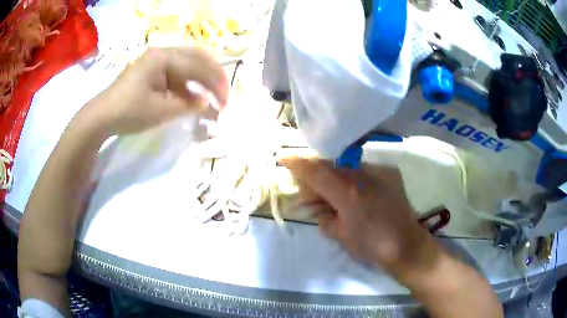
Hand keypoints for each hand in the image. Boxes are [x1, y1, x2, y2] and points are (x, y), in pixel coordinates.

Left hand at [86, 47, 228, 134]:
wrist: (102, 116)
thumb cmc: (129, 112)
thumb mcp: (161, 111)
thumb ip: (188, 104)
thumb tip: (207, 101)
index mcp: (164, 57)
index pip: (199, 65)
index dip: (216, 83)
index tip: (227, 102)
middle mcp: (163, 52)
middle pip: (199, 56)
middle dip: (214, 75)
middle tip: (223, 95)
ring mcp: (157, 59)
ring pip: (190, 61)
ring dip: (203, 78)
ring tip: (212, 95)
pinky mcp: (153, 68)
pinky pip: (178, 70)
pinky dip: (189, 82)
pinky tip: (193, 95)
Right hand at [282, 158, 442, 279]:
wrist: (408, 246)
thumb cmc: (372, 246)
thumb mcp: (340, 235)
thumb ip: (322, 216)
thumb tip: (314, 206)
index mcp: (348, 192)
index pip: (315, 170)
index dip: (297, 164)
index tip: (283, 159)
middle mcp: (364, 174)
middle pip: (329, 166)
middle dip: (316, 178)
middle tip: (311, 197)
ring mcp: (379, 170)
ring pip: (346, 167)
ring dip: (334, 179)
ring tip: (333, 200)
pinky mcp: (390, 173)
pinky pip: (362, 171)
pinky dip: (352, 180)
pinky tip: (355, 196)